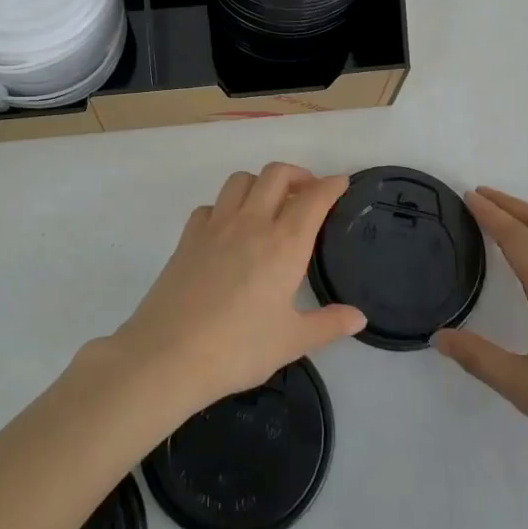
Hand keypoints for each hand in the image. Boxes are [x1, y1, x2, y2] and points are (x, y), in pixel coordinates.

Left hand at [109, 163, 366, 410]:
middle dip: (298, 174)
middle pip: (276, 174)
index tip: (341, 183)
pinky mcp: (188, 237)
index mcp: (283, 244)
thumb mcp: (291, 341)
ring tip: (269, 205)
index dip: (331, 185)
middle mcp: (251, 223)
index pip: (313, 199)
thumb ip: (328, 325)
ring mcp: (215, 226)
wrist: (168, 354)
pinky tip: (229, 230)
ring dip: (260, 183)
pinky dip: (226, 207)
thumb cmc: (238, 349)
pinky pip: (211, 205)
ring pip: (240, 180)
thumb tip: (358, 317)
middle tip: (308, 193)